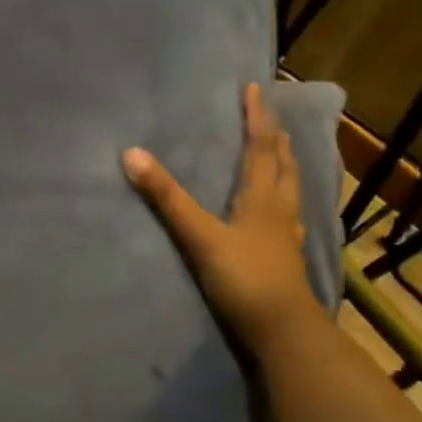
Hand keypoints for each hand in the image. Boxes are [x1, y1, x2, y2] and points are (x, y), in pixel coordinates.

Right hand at [123, 82, 324, 349]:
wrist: (283, 333)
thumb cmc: (244, 278)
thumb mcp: (199, 235)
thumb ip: (166, 198)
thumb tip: (131, 154)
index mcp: (262, 198)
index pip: (261, 147)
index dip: (257, 117)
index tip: (253, 88)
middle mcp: (280, 210)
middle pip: (282, 165)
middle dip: (275, 137)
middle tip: (268, 117)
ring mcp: (287, 236)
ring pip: (290, 190)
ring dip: (284, 166)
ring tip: (280, 153)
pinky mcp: (286, 259)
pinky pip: (287, 217)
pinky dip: (283, 201)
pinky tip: (280, 213)